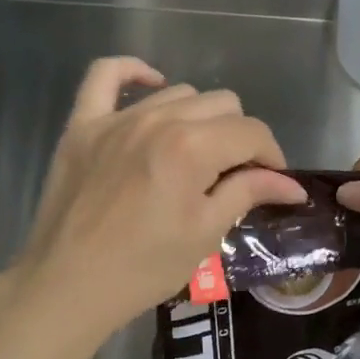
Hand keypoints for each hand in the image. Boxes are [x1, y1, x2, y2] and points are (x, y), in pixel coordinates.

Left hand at [6, 57, 305, 349]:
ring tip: (195, 153)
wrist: (67, 286)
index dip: (271, 155)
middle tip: (233, 174)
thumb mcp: (205, 233)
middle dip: (239, 137)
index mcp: (192, 147)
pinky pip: (105, 75)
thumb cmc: (143, 267)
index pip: (251, 132)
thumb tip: (292, 185)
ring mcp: (116, 118)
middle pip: (222, 104)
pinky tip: (152, 84)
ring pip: (178, 93)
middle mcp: (157, 119)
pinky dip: (132, 72)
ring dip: (199, 117)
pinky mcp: (82, 125)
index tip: (272, 182)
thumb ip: (248, 193)